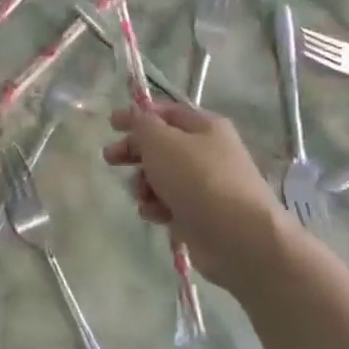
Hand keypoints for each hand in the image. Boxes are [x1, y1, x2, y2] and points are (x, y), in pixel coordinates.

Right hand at [103, 103, 293, 288]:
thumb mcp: (162, 142)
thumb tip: (136, 113)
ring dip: (144, 184)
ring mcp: (205, 185)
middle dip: (135, 152)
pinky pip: (170, 204)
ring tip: (142, 195)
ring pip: (162, 177)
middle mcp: (208, 152)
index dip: (137, 115)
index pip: (166, 113)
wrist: (238, 236)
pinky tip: (155, 215)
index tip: (110, 124)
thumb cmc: (198, 179)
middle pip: (162, 146)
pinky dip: (158, 207)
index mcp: (205, 127)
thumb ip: (142, 124)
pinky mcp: (201, 214)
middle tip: (110, 158)